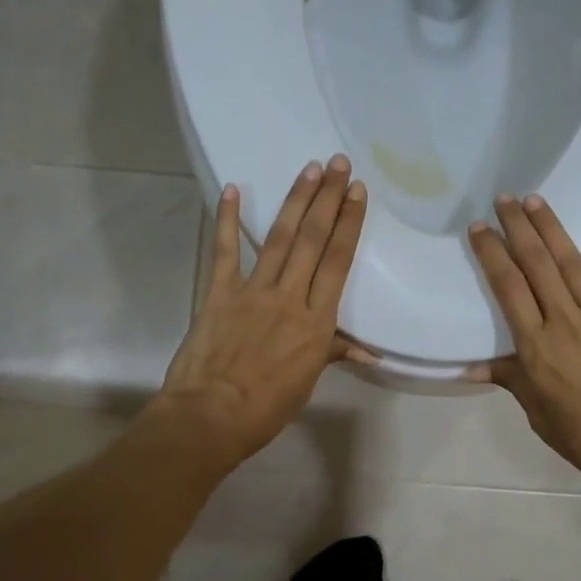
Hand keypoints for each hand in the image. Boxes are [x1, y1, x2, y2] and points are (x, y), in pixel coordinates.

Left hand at [157, 155, 368, 468]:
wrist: (211, 417)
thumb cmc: (267, 406)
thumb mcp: (308, 380)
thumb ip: (334, 352)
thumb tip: (369, 352)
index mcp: (317, 321)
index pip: (338, 261)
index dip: (349, 223)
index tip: (357, 192)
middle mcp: (290, 296)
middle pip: (313, 240)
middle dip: (328, 199)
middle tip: (339, 163)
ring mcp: (253, 291)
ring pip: (279, 238)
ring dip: (296, 201)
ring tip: (310, 169)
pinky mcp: (219, 292)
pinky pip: (224, 251)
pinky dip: (226, 220)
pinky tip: (231, 190)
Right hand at [467, 196, 580, 498]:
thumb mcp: (539, 414)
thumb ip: (510, 380)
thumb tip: (470, 367)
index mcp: (536, 346)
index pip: (508, 288)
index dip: (492, 253)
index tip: (480, 227)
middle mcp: (565, 320)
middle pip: (536, 264)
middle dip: (518, 227)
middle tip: (504, 198)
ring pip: (571, 261)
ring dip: (551, 228)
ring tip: (535, 200)